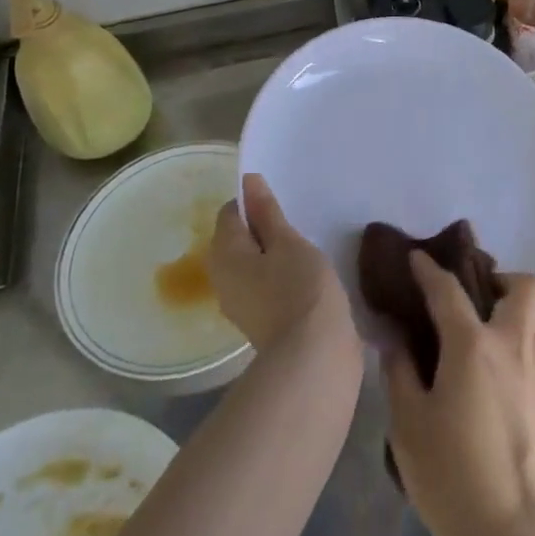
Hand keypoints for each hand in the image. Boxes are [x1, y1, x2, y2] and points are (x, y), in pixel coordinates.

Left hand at [209, 174, 353, 352]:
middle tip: (296, 226)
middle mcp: (221, 277)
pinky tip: (302, 276)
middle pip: (237, 240)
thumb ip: (267, 212)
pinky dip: (277, 275)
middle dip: (263, 229)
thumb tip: (248, 181)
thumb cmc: (300, 287)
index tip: (283, 206)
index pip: (230, 213)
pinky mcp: (257, 320)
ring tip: (303, 249)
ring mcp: (238, 302)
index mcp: (224, 253)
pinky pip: (262, 284)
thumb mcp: (287, 241)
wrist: (313, 354)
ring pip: (250, 263)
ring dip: (272, 253)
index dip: (254, 203)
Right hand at [383, 253, 534, 535]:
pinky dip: (522, 356)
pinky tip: (501, 387)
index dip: (430, 269)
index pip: (449, 290)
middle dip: (503, 280)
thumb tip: (394, 339)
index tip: (418, 257)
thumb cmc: (448, 473)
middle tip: (478, 299)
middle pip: (528, 287)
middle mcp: (513, 347)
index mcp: (473, 346)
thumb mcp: (407, 423)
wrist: (508, 530)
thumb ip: (400, 371)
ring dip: (520, 315)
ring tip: (491, 337)